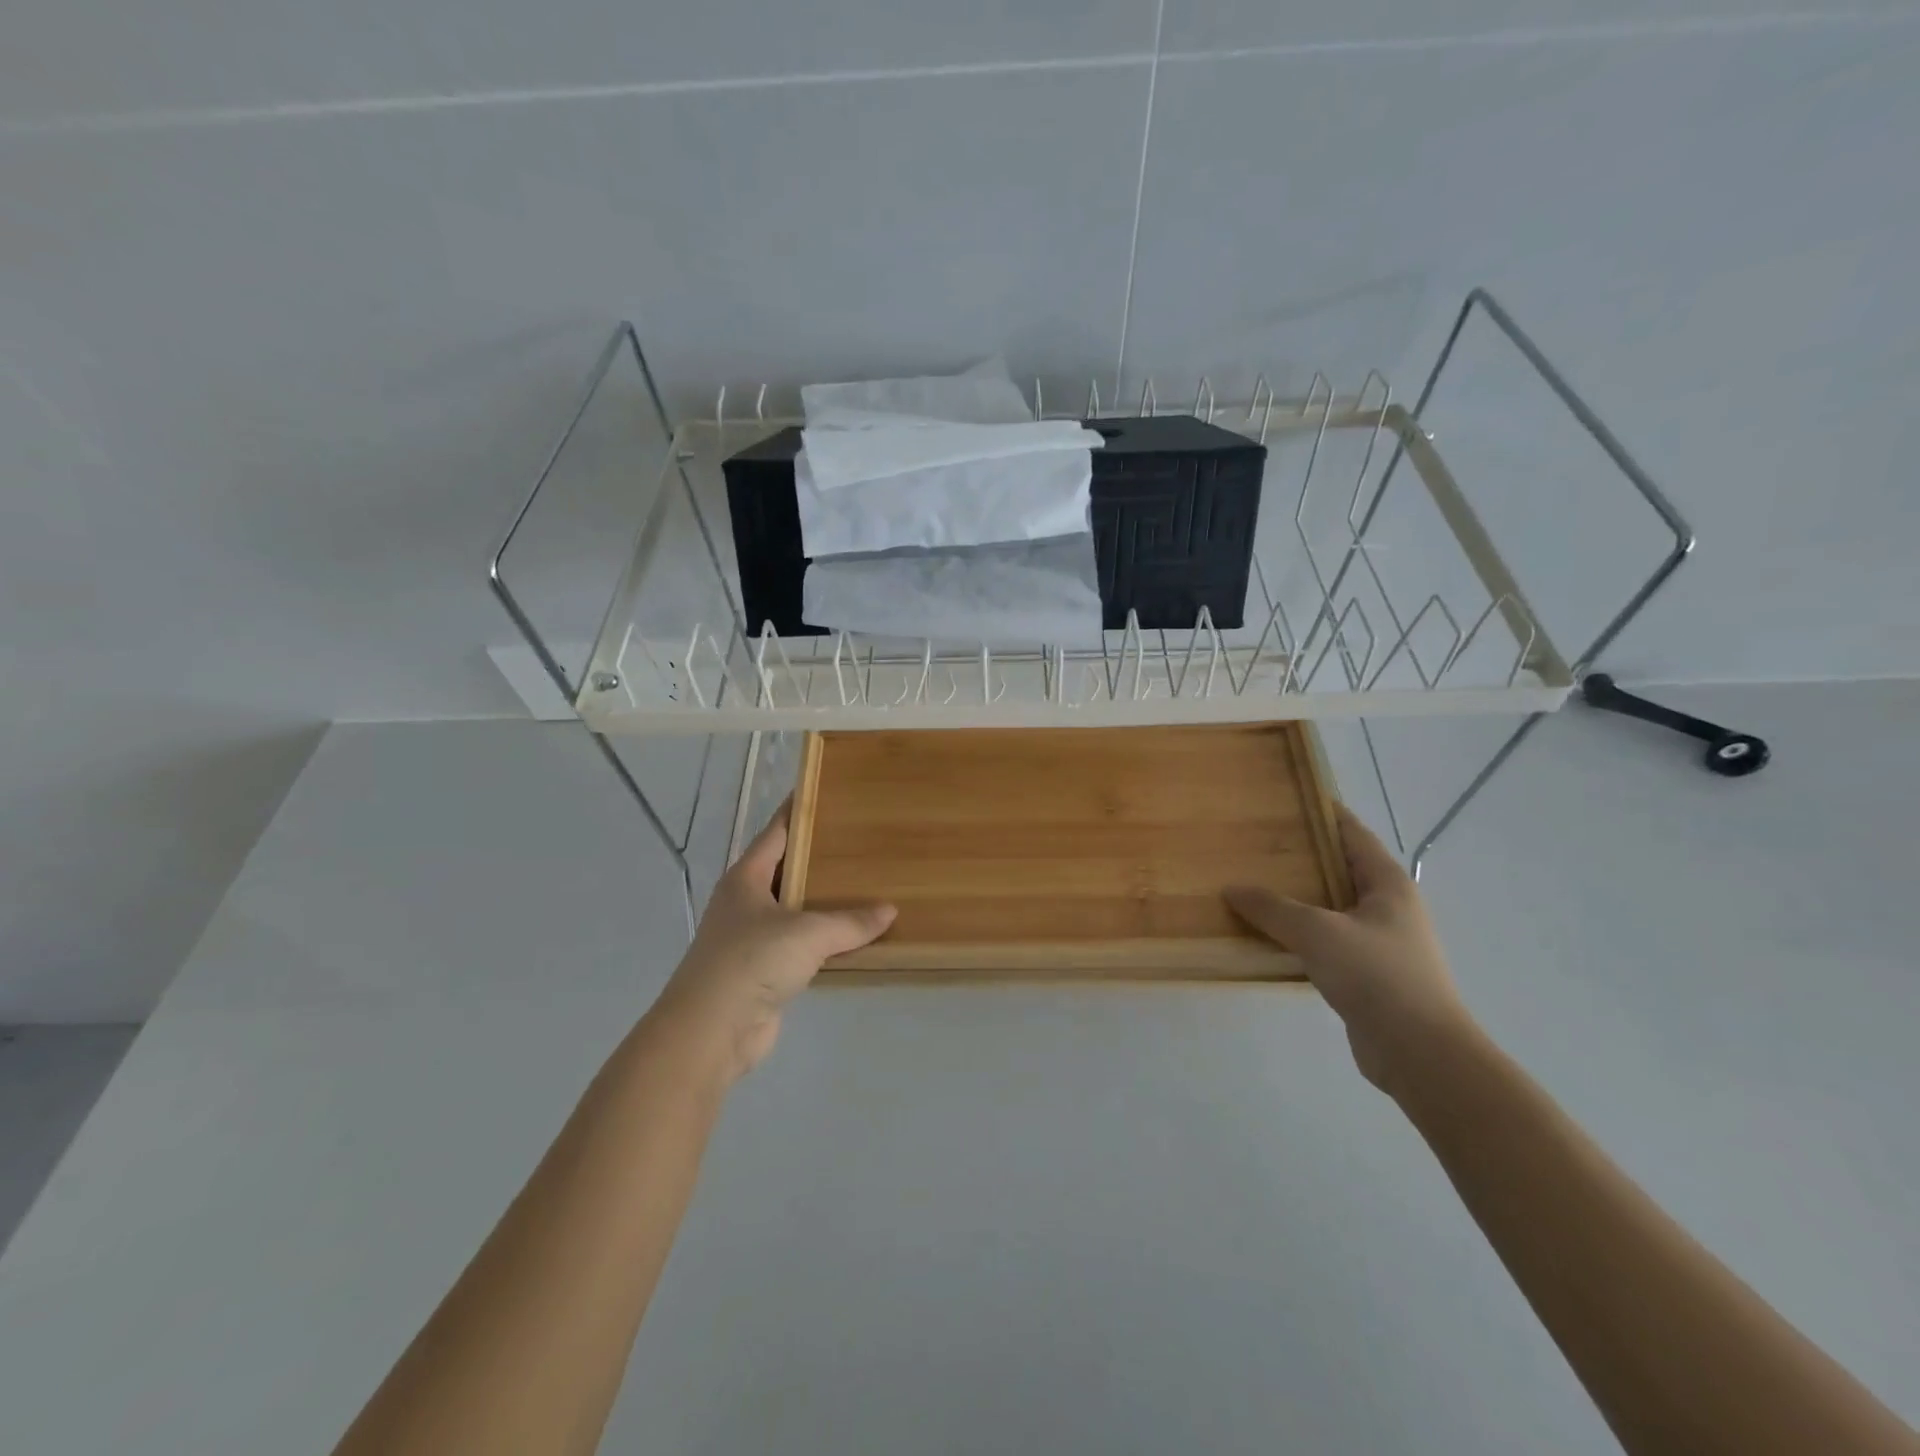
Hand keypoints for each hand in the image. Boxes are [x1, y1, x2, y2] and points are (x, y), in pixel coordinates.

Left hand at [656, 803, 894, 1083]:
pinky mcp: (762, 972)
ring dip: (824, 903)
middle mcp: (745, 902)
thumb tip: (889, 911)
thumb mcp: (807, 933)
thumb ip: (850, 922)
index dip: (800, 811)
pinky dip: (824, 941)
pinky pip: (800, 946)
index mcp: (746, 878)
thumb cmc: (751, 962)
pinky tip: (853, 937)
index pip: (777, 832)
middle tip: (863, 841)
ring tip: (867, 885)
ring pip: (795, 910)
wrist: (711, 1032)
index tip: (828, 793)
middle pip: (787, 869)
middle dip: (820, 857)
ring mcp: (751, 938)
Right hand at [1226, 803, 1475, 1096]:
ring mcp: (1379, 942)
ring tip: (1252, 884)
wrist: (1419, 1052)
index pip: (1353, 833)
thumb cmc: (1376, 975)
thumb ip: (1272, 908)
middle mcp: (1387, 907)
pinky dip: (1299, 934)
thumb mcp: (1317, 932)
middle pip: (1339, 869)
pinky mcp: (1367, 975)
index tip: (1286, 799)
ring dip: (1297, 899)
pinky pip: (1326, 941)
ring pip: (1330, 907)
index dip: (1323, 813)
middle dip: (1301, 856)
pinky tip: (1268, 935)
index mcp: (1387, 884)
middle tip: (1255, 843)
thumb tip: (1232, 888)